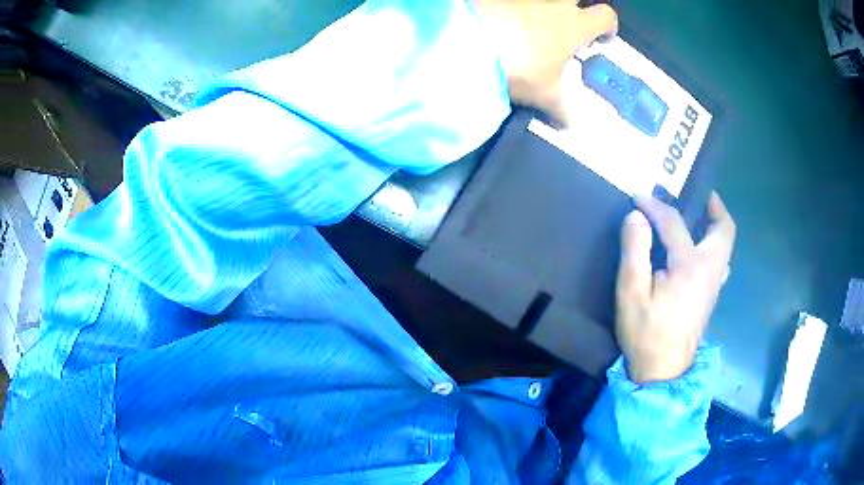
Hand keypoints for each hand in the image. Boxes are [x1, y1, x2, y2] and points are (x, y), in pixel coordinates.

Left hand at [475, 0, 617, 125]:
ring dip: (542, 11)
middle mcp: (554, 2)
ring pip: (542, 1)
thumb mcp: (544, 94)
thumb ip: (561, 109)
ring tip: (529, 31)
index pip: (606, 16)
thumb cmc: (519, 65)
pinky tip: (502, 24)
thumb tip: (570, 126)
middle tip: (564, 31)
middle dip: (575, 12)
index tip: (601, 40)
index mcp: (575, 24)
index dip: (608, 27)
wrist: (468, 40)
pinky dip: (514, 11)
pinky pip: (513, 3)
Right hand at [616, 192, 735, 382]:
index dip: (655, 205)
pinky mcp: (711, 295)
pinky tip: (699, 250)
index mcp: (689, 266)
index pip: (674, 223)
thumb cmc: (646, 333)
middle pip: (724, 230)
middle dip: (715, 207)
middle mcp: (710, 270)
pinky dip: (714, 245)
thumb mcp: (631, 292)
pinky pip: (721, 261)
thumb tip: (636, 217)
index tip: (637, 195)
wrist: (663, 372)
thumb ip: (635, 250)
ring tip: (701, 216)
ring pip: (726, 246)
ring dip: (716, 226)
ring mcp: (714, 284)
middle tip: (700, 194)